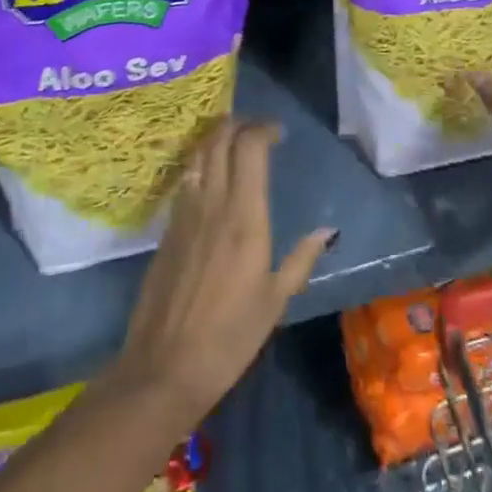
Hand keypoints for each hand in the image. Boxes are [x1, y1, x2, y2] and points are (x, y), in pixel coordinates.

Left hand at [105, 119, 334, 432]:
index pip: (250, 147)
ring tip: (232, 143)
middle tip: (256, 129)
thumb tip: (327, 230)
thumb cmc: (229, 338)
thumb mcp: (275, 301)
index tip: (279, 133)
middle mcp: (213, 202)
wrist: (164, 368)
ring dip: (215, 138)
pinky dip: (199, 164)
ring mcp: (184, 212)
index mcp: (244, 215)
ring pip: (197, 154)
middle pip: (219, 139)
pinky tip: (209, 178)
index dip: (264, 129)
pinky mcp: (166, 228)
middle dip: (238, 123)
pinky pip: (185, 179)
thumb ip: (301, 259)